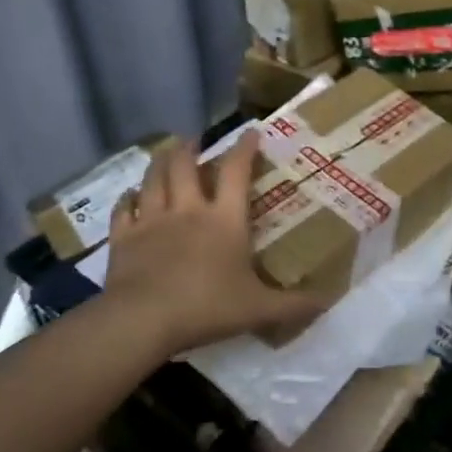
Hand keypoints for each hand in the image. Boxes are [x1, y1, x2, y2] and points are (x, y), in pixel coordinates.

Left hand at [104, 131, 324, 358]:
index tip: (250, 131)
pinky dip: (127, 198)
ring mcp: (152, 220)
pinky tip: (130, 195)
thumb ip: (293, 304)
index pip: (236, 171)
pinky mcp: (124, 237)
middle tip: (193, 139)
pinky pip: (124, 209)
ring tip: (164, 151)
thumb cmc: (206, 307)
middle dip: (189, 147)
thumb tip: (327, 301)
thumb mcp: (258, 309)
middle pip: (184, 165)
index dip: (244, 148)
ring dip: (159, 161)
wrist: (143, 319)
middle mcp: (187, 209)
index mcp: (224, 219)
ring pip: (153, 179)